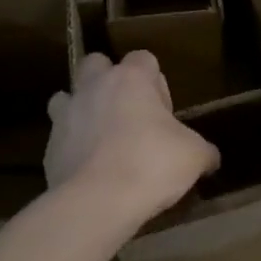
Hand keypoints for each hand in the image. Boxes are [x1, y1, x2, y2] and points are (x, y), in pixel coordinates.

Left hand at [46, 50, 218, 220]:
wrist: (97, 202)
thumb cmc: (152, 165)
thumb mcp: (194, 156)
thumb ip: (203, 150)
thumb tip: (211, 158)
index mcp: (130, 79)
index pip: (143, 58)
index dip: (156, 82)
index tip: (164, 111)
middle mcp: (93, 87)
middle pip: (96, 65)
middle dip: (110, 82)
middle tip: (129, 115)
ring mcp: (65, 115)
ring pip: (68, 97)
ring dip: (83, 110)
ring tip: (102, 139)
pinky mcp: (49, 147)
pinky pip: (61, 137)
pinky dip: (73, 147)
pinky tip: (90, 170)